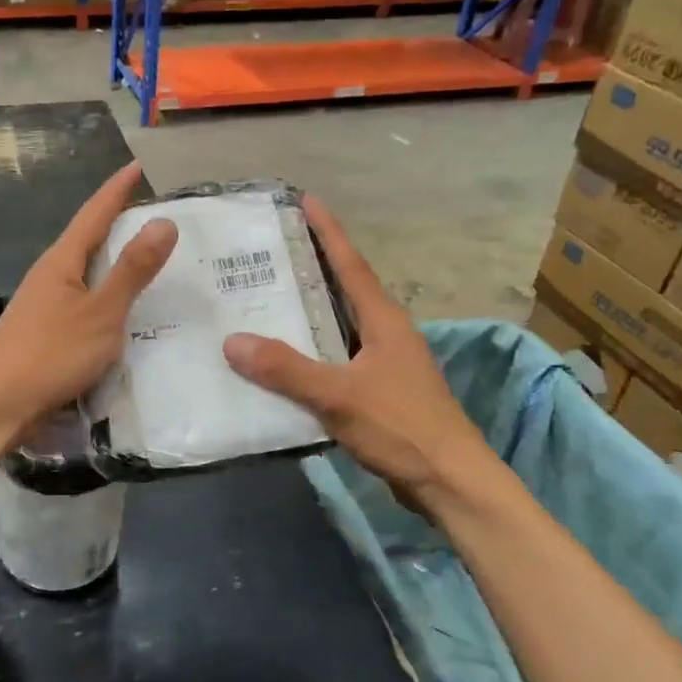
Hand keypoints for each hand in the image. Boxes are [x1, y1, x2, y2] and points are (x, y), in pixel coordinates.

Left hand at [0, 162, 177, 441]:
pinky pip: (81, 301)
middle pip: (86, 239)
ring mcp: (42, 305)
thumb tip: (163, 221)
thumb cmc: (51, 355)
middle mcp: (49, 276)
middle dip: (116, 223)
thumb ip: (132, 270)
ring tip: (142, 258)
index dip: (118, 190)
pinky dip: (104, 295)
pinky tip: (117, 311)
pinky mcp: (42, 333)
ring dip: (111, 261)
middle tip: (150, 213)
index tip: (137, 166)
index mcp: (61, 262)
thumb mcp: (102, 313)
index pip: (94, 213)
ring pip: (84, 272)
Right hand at [222, 197, 496, 515]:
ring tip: (266, 300)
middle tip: (269, 252)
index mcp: (383, 320)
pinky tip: (284, 361)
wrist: (449, 481)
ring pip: (339, 325)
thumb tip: (232, 341)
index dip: (328, 232)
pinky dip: (311, 351)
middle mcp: (386, 332)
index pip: (350, 264)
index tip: (306, 200)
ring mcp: (385, 362)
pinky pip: (337, 357)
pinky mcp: (380, 390)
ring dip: (308, 311)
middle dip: (311, 267)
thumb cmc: (401, 426)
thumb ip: (287, 369)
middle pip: (344, 289)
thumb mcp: (339, 395)